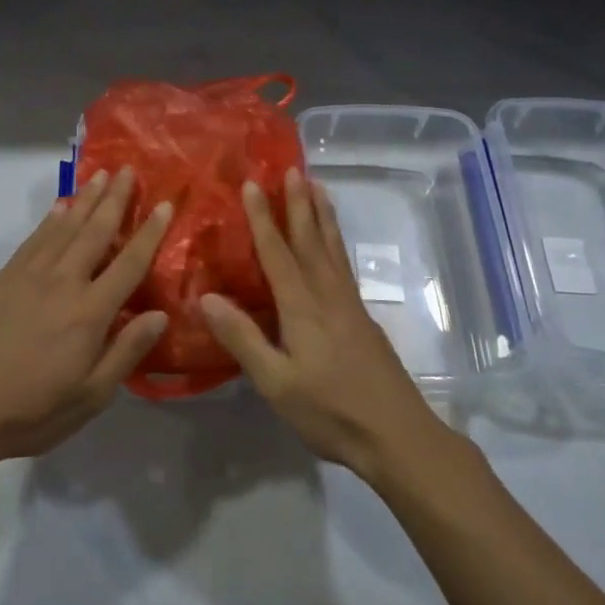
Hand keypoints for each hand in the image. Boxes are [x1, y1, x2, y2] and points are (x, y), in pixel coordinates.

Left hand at [0, 167, 172, 470]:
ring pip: (64, 228)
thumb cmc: (33, 410)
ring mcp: (29, 277)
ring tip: (99, 176)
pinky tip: (59, 207)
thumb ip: (126, 351)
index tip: (164, 204)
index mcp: (90, 312)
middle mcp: (63, 283)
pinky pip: (34, 239)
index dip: (149, 232)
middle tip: (127, 170)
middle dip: (114, 199)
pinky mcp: (4, 279)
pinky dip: (50, 219)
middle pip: (95, 232)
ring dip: (84, 199)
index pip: (129, 263)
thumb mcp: (91, 396)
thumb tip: (160, 314)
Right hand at [201, 169, 442, 481]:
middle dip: (298, 204)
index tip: (251, 184)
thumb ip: (243, 338)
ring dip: (322, 216)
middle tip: (292, 169)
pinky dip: (336, 241)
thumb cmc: (330, 411)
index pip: (278, 252)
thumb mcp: (276, 382)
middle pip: (311, 240)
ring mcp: (349, 306)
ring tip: (318, 187)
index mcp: (303, 307)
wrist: (397, 435)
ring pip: (333, 248)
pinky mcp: (362, 319)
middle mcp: (328, 296)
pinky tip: (334, 244)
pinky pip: (343, 265)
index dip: (262, 218)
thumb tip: (207, 296)